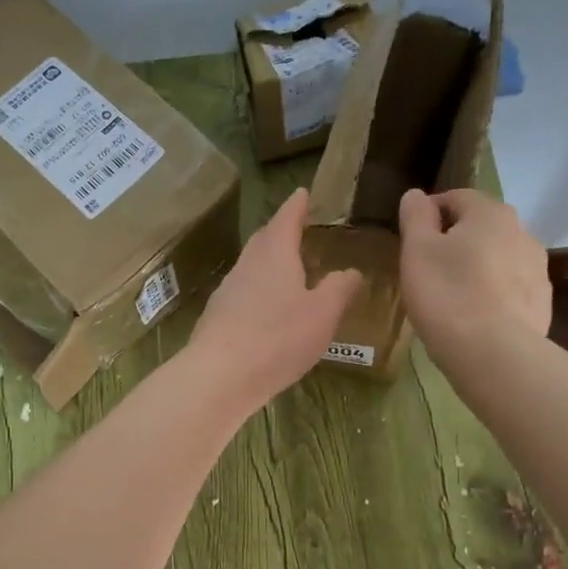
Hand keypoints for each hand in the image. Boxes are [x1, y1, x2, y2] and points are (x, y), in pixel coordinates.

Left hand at [187, 188, 360, 412]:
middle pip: (263, 240)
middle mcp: (246, 266)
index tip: (302, 193)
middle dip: (280, 233)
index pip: (286, 218)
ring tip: (287, 273)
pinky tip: (266, 313)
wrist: (219, 376)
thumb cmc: (277, 338)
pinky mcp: (216, 319)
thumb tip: (351, 271)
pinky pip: (241, 296)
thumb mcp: (323, 314)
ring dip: (268, 266)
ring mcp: (226, 292)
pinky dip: (257, 294)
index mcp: (274, 254)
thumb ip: (340, 289)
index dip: (296, 205)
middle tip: (297, 231)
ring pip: (250, 269)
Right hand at [398, 188, 550, 364]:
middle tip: (428, 267)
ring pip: (497, 257)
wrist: (494, 352)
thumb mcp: (417, 251)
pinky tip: (473, 316)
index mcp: (490, 213)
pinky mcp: (540, 302)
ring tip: (451, 294)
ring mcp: (537, 268)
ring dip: (475, 266)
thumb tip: (416, 194)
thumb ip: (415, 217)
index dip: (430, 211)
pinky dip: (491, 293)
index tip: (411, 236)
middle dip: (455, 240)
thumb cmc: (447, 294)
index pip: (456, 197)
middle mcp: (521, 232)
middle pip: (480, 227)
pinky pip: (509, 287)